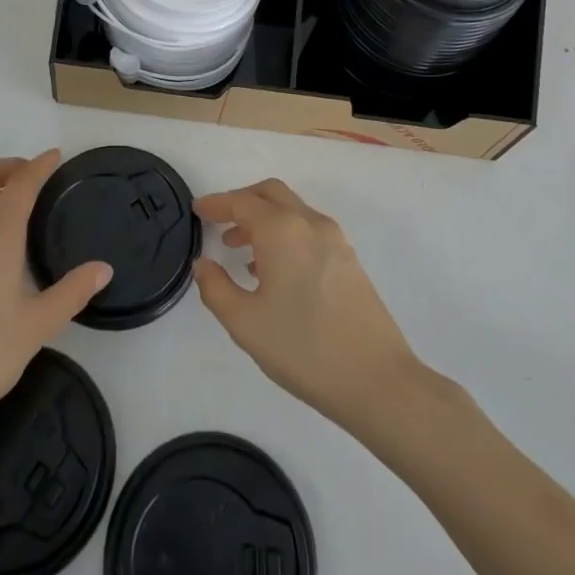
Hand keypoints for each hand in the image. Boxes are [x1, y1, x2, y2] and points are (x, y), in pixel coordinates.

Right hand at [193, 179, 419, 431]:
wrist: (377, 380)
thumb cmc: (303, 348)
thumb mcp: (245, 323)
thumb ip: (216, 288)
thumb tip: (204, 264)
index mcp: (282, 230)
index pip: (241, 202)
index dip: (216, 204)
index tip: (197, 210)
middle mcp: (309, 223)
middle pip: (271, 193)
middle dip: (242, 201)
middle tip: (219, 222)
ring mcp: (335, 239)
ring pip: (292, 210)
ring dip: (263, 219)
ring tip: (240, 251)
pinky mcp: (349, 259)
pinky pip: (308, 230)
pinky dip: (284, 234)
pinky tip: (273, 271)